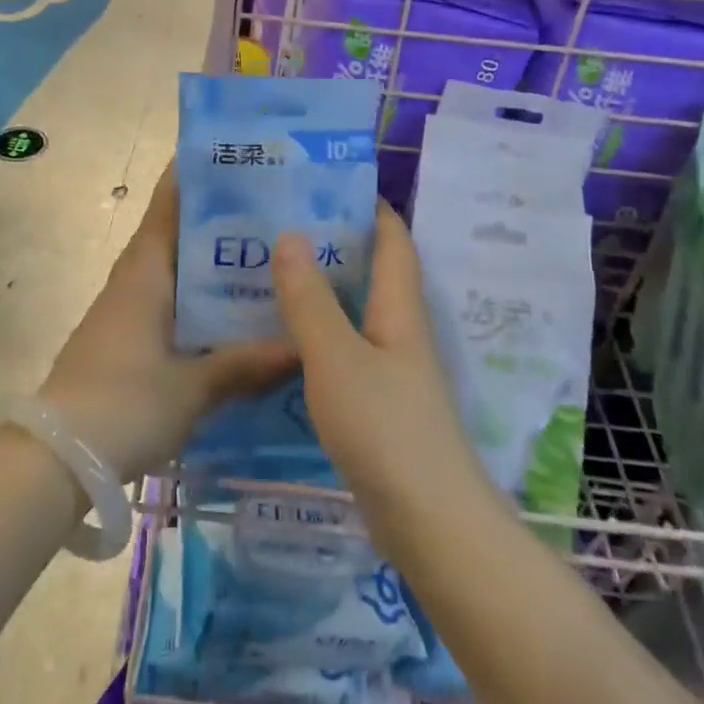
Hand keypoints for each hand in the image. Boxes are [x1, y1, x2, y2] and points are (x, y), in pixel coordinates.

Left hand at [39, 165, 297, 478]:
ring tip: (272, 256)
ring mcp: (129, 310)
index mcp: (146, 270)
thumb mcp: (193, 387)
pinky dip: (204, 300)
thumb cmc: (123, 404)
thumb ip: (246, 364)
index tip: (238, 154)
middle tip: (280, 209)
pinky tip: (239, 314)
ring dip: (215, 263)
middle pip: (180, 233)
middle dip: (223, 219)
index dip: (197, 173)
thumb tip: (303, 345)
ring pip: (179, 271)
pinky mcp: (129, 340)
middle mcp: (136, 279)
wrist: (55, 459)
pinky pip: (174, 303)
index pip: (170, 203)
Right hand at [272, 202, 485, 554]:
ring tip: (273, 270)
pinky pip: (347, 349)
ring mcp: (393, 369)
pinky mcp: (380, 403)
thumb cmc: (385, 428)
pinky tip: (285, 337)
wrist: (429, 523)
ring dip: (323, 288)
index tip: (328, 181)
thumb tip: (290, 234)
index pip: (393, 240)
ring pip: (357, 311)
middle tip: (282, 223)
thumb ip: (310, 299)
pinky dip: (319, 332)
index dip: (370, 206)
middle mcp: (401, 330)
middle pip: (373, 271)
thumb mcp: (336, 357)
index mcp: (399, 308)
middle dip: (335, 243)